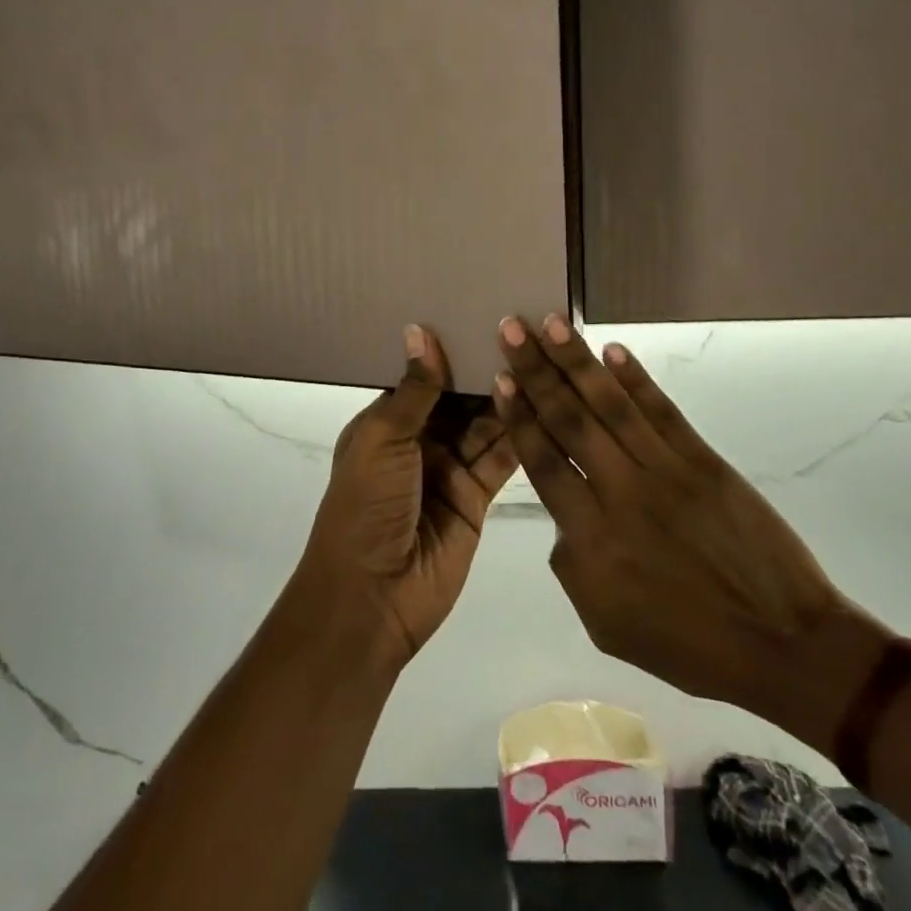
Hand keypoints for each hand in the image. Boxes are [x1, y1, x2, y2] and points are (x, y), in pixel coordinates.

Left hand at [298, 326, 518, 667]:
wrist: (372, 597)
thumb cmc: (365, 505)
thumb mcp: (383, 440)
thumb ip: (413, 389)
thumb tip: (420, 330)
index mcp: (386, 422)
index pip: (422, 376)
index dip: (449, 349)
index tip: (480, 312)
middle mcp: (419, 440)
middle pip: (457, 398)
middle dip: (483, 370)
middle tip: (522, 329)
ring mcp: (449, 469)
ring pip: (483, 424)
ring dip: (505, 397)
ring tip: (540, 357)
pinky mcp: (477, 497)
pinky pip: (501, 458)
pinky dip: (519, 434)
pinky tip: (544, 402)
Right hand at [494, 315, 858, 733]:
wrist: (783, 645)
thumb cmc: (688, 643)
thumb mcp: (604, 622)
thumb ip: (571, 563)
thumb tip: (563, 516)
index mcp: (592, 540)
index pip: (544, 461)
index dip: (519, 416)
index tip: (500, 377)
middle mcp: (622, 494)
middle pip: (569, 420)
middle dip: (536, 370)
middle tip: (511, 327)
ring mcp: (666, 472)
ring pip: (611, 405)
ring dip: (578, 361)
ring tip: (551, 323)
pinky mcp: (704, 461)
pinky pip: (663, 412)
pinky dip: (637, 378)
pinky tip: (613, 350)